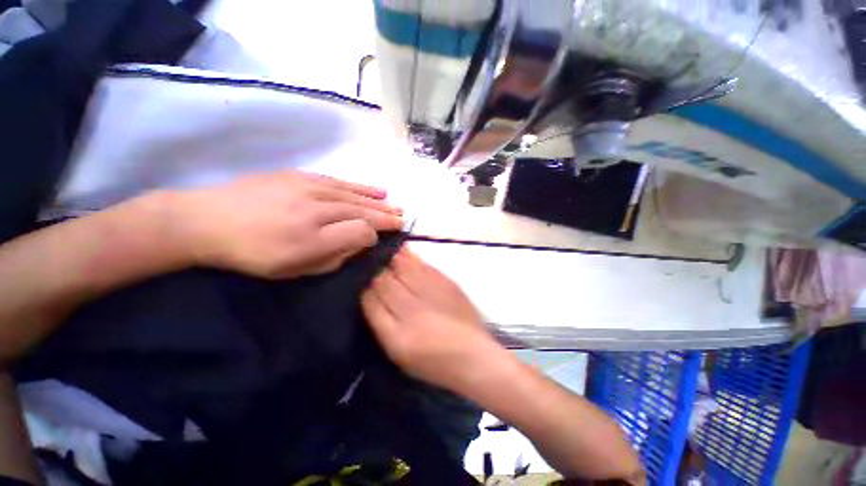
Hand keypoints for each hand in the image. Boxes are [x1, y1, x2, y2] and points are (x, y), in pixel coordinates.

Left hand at [169, 170, 402, 278]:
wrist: (206, 220)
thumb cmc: (253, 254)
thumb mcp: (295, 268)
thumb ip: (335, 255)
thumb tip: (361, 241)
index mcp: (317, 236)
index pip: (363, 230)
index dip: (378, 234)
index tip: (387, 236)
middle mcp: (319, 208)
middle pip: (363, 211)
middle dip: (386, 215)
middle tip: (403, 217)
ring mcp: (311, 188)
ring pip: (355, 195)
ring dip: (378, 201)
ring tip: (394, 203)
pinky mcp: (302, 176)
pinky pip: (340, 182)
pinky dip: (361, 187)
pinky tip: (375, 189)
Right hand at [361, 249, 503, 392]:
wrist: (472, 355)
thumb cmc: (433, 362)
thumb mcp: (399, 354)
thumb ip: (382, 323)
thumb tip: (370, 293)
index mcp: (396, 336)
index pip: (370, 301)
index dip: (365, 289)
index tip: (364, 283)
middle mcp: (411, 311)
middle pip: (384, 281)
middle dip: (376, 272)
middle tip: (374, 267)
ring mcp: (430, 293)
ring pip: (402, 268)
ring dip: (392, 260)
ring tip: (386, 254)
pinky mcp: (447, 283)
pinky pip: (422, 265)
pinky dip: (411, 258)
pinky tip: (404, 253)